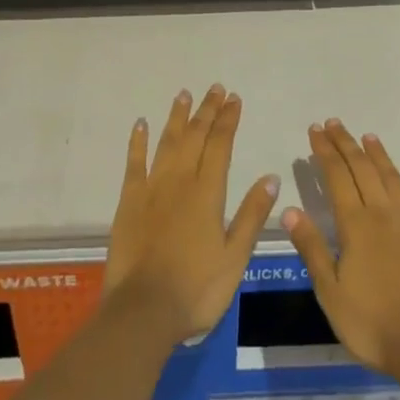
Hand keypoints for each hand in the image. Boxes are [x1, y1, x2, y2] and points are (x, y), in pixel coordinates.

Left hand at [105, 85, 279, 343]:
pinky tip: (141, 123)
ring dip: (177, 117)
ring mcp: (152, 188)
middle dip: (207, 111)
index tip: (234, 99)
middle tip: (215, 88)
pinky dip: (138, 141)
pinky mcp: (129, 200)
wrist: (143, 311)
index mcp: (208, 193)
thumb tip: (270, 177)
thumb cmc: (196, 290)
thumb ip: (251, 216)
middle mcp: (180, 181)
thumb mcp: (235, 258)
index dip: (228, 120)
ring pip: (167, 142)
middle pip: (195, 136)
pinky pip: (134, 162)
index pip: (221, 146)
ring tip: (184, 94)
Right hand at [283, 120, 399, 374]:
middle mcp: (382, 214)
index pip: (336, 176)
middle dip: (345, 143)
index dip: (324, 151)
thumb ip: (312, 248)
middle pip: (362, 169)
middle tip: (333, 123)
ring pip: (392, 178)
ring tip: (367, 136)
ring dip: (378, 155)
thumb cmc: (373, 324)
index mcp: (355, 225)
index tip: (315, 130)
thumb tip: (289, 210)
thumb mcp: (330, 292)